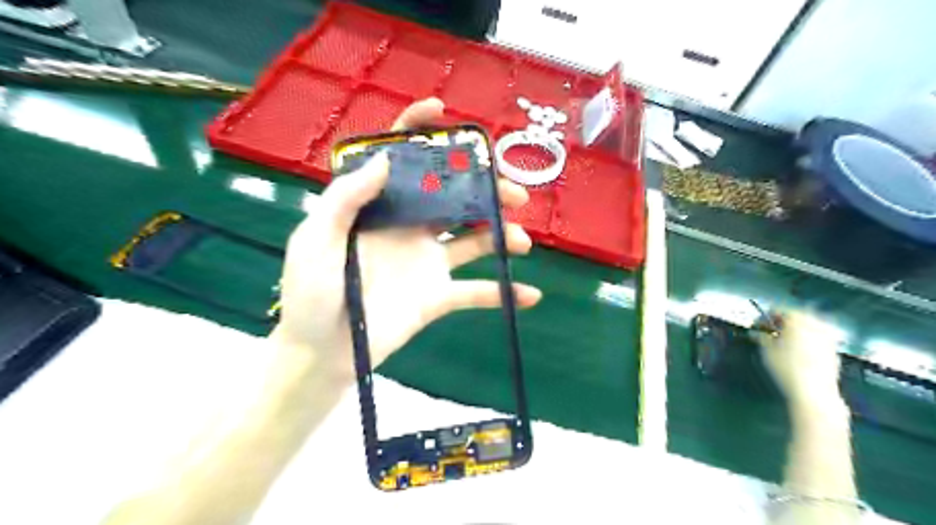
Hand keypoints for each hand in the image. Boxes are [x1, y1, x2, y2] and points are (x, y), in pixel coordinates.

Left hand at [271, 96, 541, 381]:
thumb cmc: (310, 295)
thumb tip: (386, 159)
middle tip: (513, 192)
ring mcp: (428, 262)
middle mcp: (409, 228)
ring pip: (474, 239)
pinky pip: (477, 292)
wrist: (323, 354)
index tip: (442, 113)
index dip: (418, 131)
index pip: (401, 161)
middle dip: (486, 189)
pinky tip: (530, 294)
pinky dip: (503, 293)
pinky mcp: (438, 296)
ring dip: (503, 235)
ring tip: (521, 240)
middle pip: (454, 197)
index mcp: (379, 209)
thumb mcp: (315, 240)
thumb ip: (345, 199)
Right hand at [755, 312, 845, 406]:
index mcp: (796, 319)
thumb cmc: (785, 366)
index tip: (756, 327)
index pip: (777, 310)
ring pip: (808, 327)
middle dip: (782, 323)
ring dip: (795, 331)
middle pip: (795, 316)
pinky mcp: (834, 349)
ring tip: (784, 342)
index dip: (764, 317)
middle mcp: (815, 323)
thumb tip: (756, 332)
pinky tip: (798, 352)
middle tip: (770, 333)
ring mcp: (827, 336)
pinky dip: (807, 340)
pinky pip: (817, 338)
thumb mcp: (766, 349)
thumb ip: (761, 336)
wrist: (814, 391)